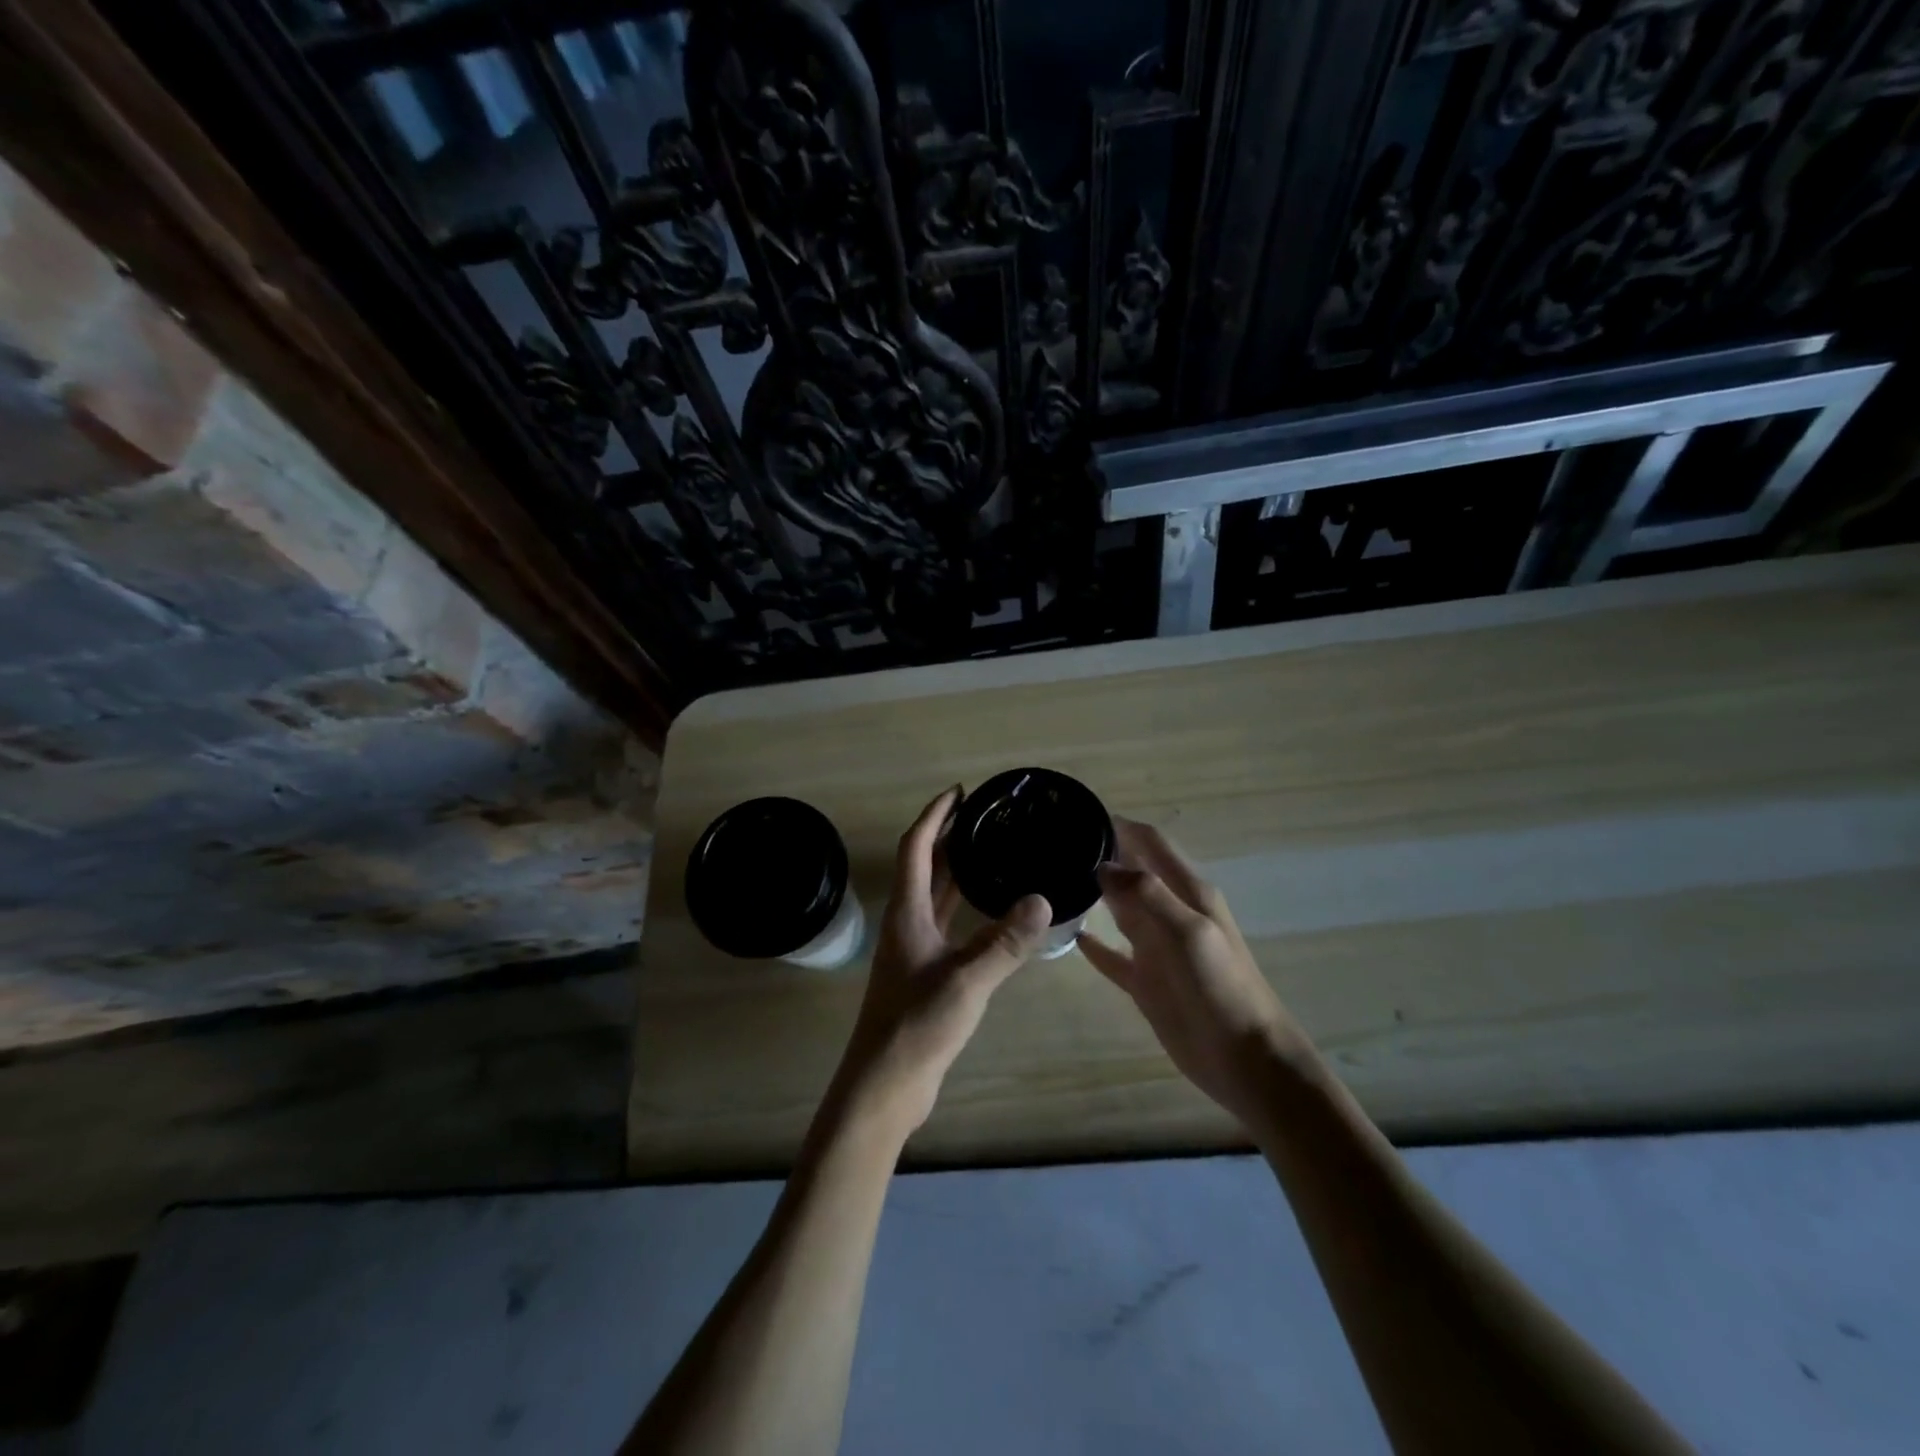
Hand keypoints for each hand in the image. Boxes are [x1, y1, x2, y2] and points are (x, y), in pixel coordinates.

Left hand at [827, 786, 1051, 1141]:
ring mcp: (914, 949)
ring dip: (955, 869)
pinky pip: (947, 923)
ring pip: (935, 895)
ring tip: (990, 850)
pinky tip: (990, 909)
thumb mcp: (967, 981)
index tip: (959, 792)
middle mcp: (907, 923)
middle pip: (924, 866)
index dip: (935, 816)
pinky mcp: (926, 972)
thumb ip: (1004, 943)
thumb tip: (1042, 900)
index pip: (916, 848)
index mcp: (907, 913)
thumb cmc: (916, 1026)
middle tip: (984, 816)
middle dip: (948, 836)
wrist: (885, 1084)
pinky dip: (965, 906)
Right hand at [1079, 818, 1304, 1128]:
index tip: (1078, 815)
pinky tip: (1067, 936)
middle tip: (1053, 848)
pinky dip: (1092, 944)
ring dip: (1093, 894)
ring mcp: (1156, 948)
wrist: (1246, 1058)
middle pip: (1131, 872)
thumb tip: (1103, 866)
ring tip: (1052, 883)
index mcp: (1187, 892)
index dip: (1120, 826)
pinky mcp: (1146, 981)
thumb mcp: (1189, 932)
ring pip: (1119, 909)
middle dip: (1099, 856)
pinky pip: (1113, 955)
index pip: (1150, 843)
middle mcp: (1169, 912)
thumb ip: (1147, 894)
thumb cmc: (1222, 988)